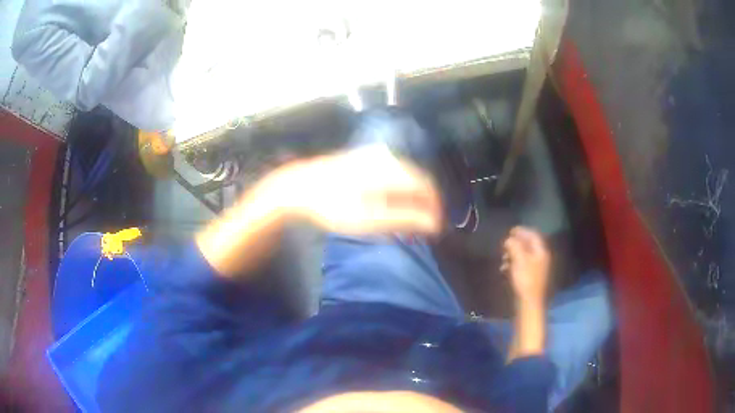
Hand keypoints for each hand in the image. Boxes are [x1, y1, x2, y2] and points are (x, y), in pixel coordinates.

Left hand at [276, 146, 442, 234]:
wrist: (300, 186)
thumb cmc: (334, 206)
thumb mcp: (369, 218)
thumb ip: (405, 219)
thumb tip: (434, 224)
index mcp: (393, 171)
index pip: (427, 188)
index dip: (435, 209)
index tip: (434, 229)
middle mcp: (389, 158)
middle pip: (418, 182)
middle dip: (423, 206)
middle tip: (419, 229)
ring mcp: (376, 155)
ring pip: (406, 178)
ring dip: (410, 199)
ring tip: (405, 221)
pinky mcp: (366, 158)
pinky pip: (393, 174)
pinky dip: (397, 191)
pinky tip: (390, 205)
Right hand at [501, 227, 550, 305]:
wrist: (528, 303)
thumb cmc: (525, 279)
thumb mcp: (518, 260)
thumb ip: (514, 246)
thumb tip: (509, 239)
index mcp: (540, 251)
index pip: (533, 235)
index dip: (522, 231)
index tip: (510, 231)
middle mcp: (540, 257)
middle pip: (528, 245)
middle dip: (515, 243)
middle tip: (504, 245)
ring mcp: (536, 268)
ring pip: (524, 255)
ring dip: (513, 254)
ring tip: (503, 258)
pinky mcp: (530, 277)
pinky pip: (521, 265)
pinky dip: (513, 264)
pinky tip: (505, 269)